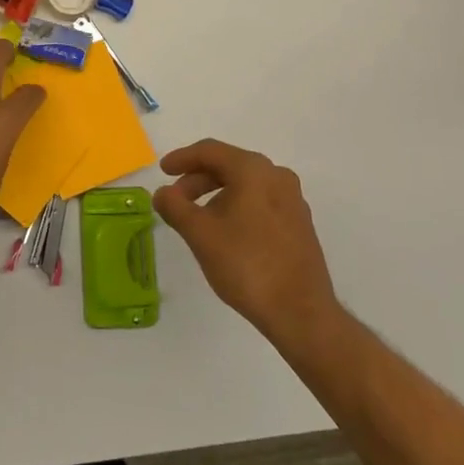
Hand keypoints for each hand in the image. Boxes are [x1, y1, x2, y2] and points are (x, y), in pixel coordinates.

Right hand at [154, 139, 336, 343]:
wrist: (301, 312)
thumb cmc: (247, 264)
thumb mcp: (200, 234)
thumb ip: (175, 207)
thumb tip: (162, 193)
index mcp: (253, 170)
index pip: (210, 151)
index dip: (182, 158)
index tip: (162, 171)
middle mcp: (277, 176)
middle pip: (229, 166)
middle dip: (197, 179)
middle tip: (176, 200)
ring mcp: (292, 200)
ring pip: (245, 185)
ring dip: (216, 195)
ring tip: (197, 220)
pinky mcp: (299, 224)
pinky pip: (260, 202)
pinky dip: (237, 207)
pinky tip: (226, 233)